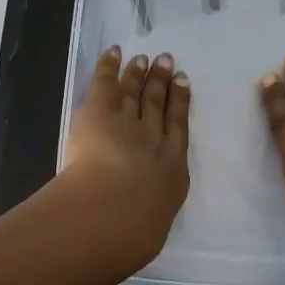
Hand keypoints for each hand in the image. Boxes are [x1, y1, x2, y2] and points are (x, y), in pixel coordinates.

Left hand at [59, 46, 191, 266]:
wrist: (116, 210)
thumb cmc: (135, 232)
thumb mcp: (151, 229)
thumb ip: (150, 216)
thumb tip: (145, 221)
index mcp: (172, 168)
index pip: (178, 128)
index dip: (181, 103)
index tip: (183, 84)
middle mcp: (155, 138)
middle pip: (159, 104)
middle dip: (163, 82)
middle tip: (167, 62)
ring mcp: (129, 121)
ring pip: (136, 91)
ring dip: (140, 74)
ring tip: (145, 59)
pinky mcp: (101, 111)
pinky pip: (107, 82)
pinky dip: (110, 65)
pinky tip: (115, 52)